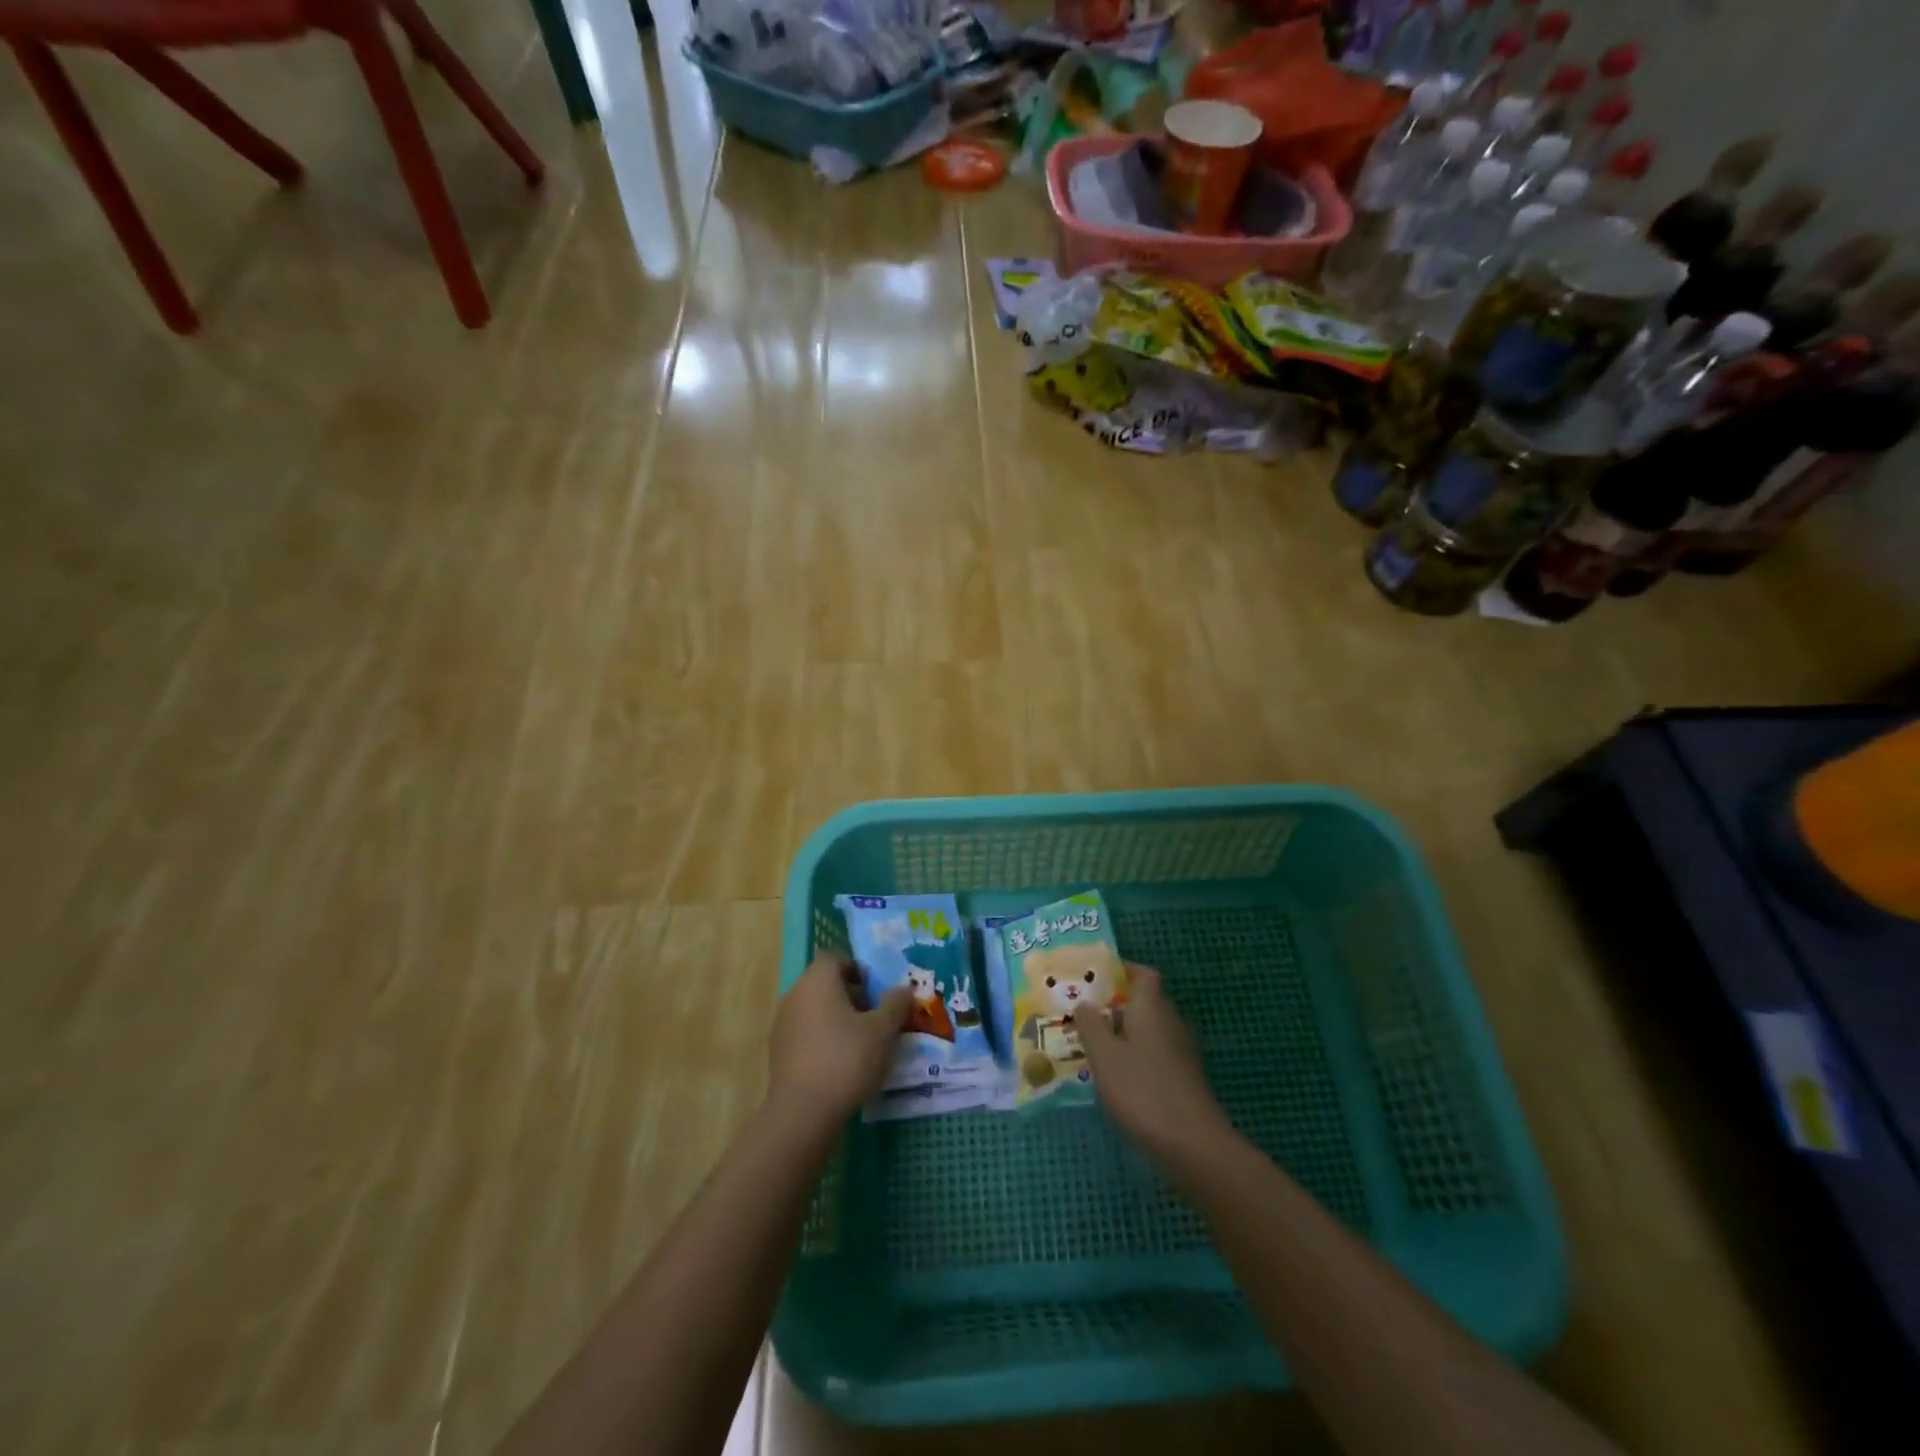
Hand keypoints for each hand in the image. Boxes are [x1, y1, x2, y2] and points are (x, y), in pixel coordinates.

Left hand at [768, 952, 911, 1124]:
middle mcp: (795, 994)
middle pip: (825, 983)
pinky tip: (841, 1064)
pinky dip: (822, 1040)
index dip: (857, 969)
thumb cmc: (847, 1058)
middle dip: (851, 995)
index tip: (876, 990)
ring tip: (862, 1043)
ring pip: (815, 1009)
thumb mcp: (883, 1030)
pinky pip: (805, 1034)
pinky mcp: (778, 1052)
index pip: (835, 958)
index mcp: (818, 979)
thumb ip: (895, 1004)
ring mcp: (783, 1023)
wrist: (803, 1112)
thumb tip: (903, 988)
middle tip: (876, 1017)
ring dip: (837, 1019)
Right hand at [1071, 966, 1233, 1157]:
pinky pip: (1151, 1053)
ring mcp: (1179, 1051)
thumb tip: (1084, 1003)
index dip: (1119, 970)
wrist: (1192, 1145)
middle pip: (1141, 1001)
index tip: (1091, 977)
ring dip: (1120, 1032)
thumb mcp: (1103, 1055)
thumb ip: (1090, 1024)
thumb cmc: (1142, 1090)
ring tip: (1087, 1044)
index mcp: (1151, 1007)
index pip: (1142, 973)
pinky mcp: (1181, 1077)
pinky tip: (1112, 1076)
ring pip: (1145, 1029)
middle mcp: (1169, 1021)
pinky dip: (1132, 1056)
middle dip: (1112, 1004)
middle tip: (1080, 1012)